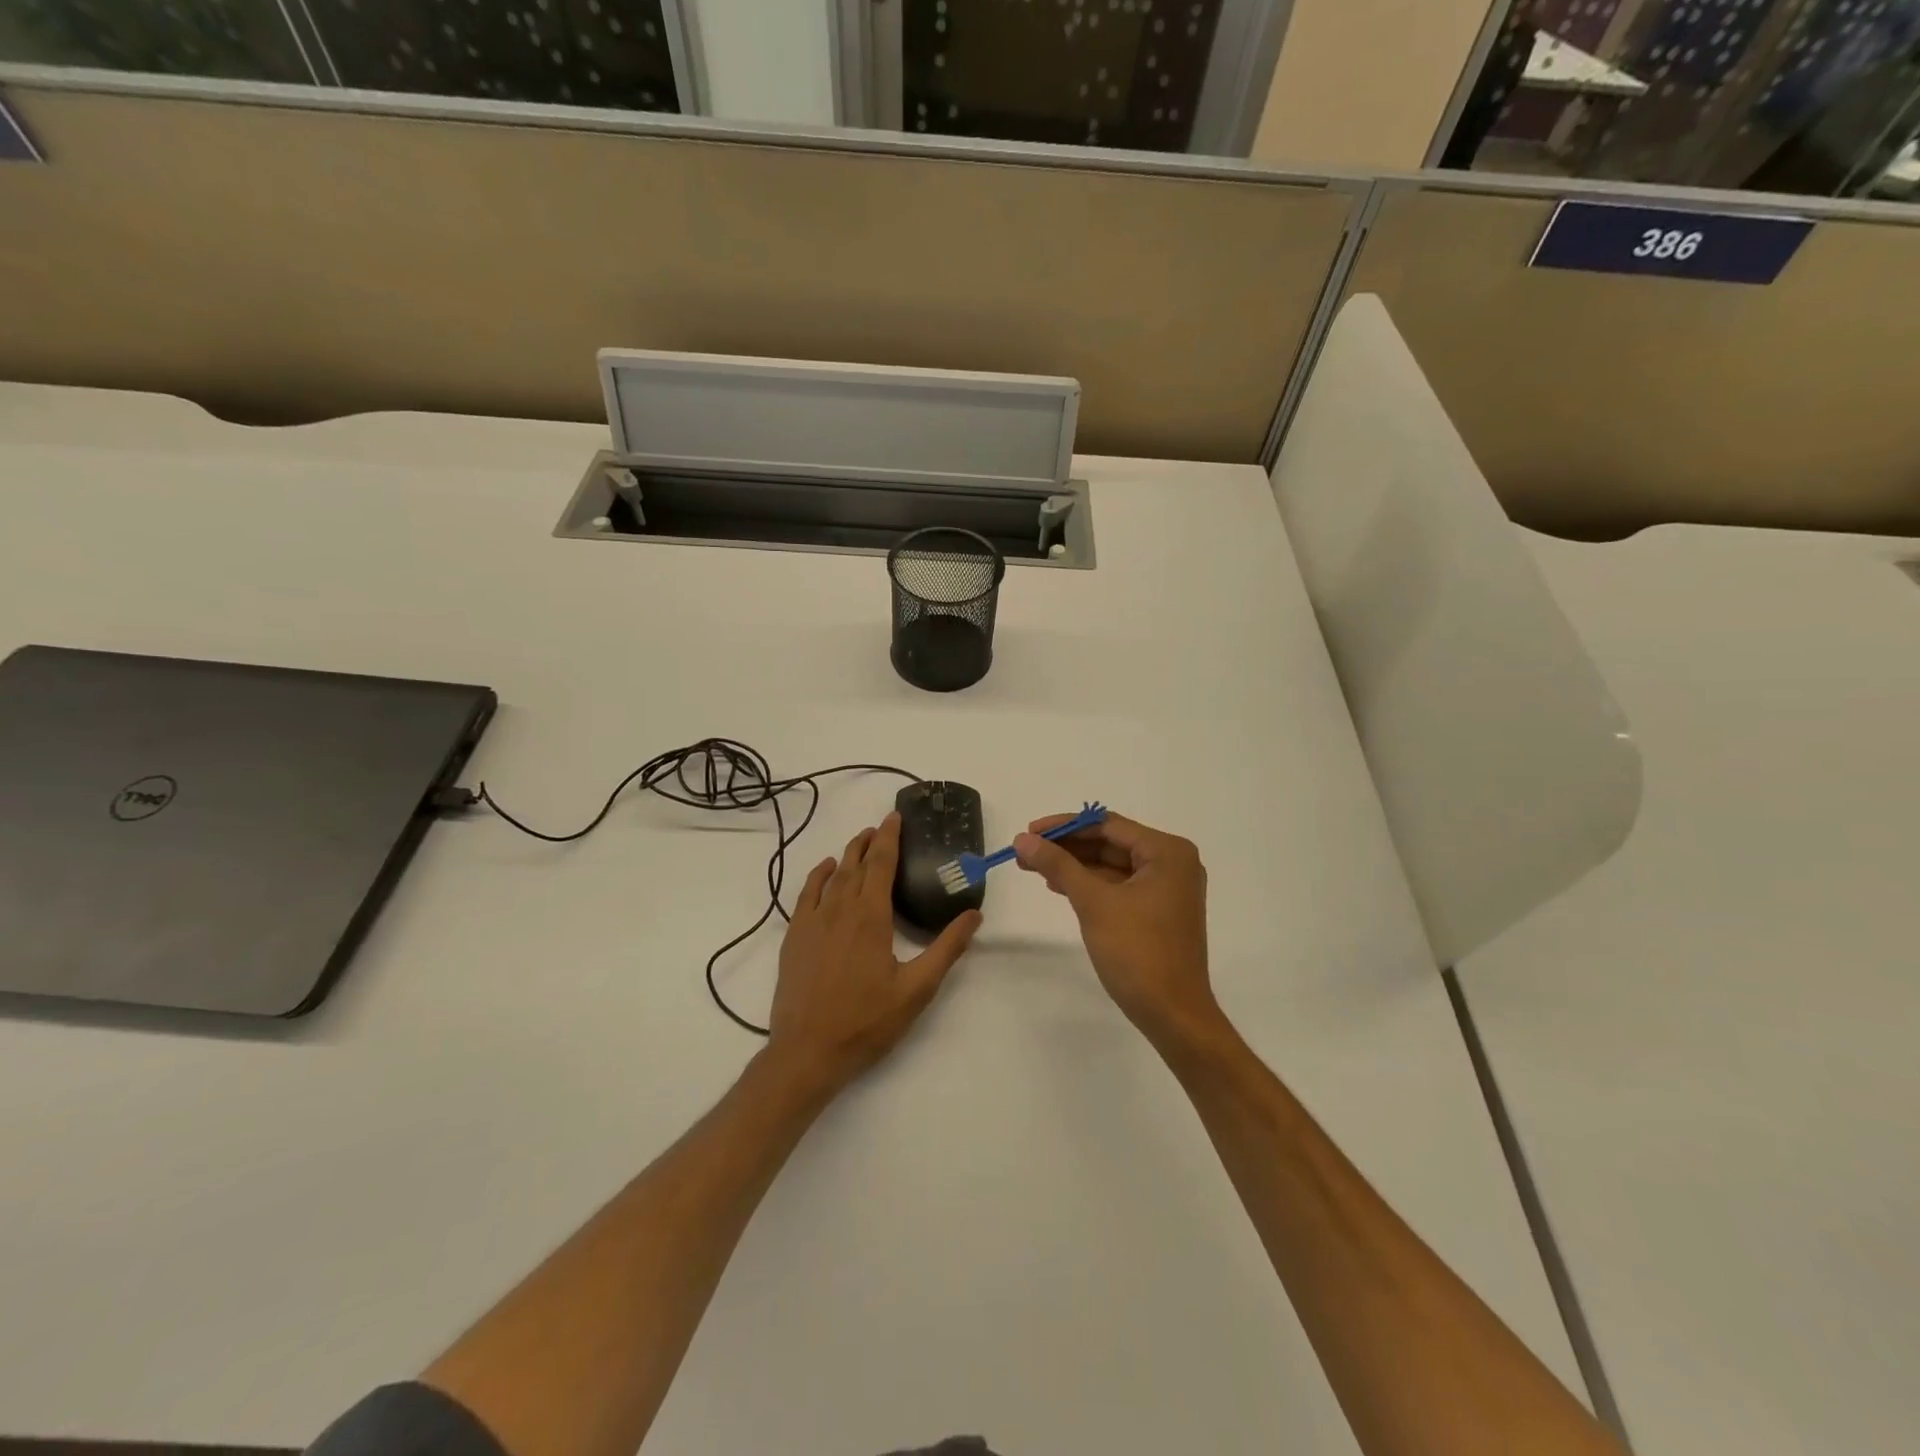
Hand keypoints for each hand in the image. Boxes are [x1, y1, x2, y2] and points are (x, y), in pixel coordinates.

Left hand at [768, 812, 980, 1095]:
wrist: (807, 1052)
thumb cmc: (866, 1022)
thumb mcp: (917, 989)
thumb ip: (946, 949)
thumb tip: (973, 915)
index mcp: (871, 917)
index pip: (881, 863)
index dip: (889, 837)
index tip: (895, 817)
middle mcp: (839, 909)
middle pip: (856, 863)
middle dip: (870, 841)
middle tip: (883, 826)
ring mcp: (812, 922)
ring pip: (832, 875)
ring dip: (848, 854)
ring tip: (860, 841)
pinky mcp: (794, 937)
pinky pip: (806, 894)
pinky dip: (818, 875)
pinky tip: (827, 870)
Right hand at [1014, 812, 1220, 1047]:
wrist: (1173, 1014)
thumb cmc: (1138, 951)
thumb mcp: (1093, 903)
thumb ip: (1058, 865)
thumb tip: (1023, 839)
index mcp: (1167, 852)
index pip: (1107, 825)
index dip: (1065, 826)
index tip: (1029, 831)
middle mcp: (1172, 863)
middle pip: (1110, 843)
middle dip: (1067, 847)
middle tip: (1026, 851)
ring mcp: (1167, 888)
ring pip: (1112, 865)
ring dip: (1075, 865)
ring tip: (1033, 867)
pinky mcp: (1158, 911)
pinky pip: (1119, 886)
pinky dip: (1091, 884)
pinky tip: (1060, 886)